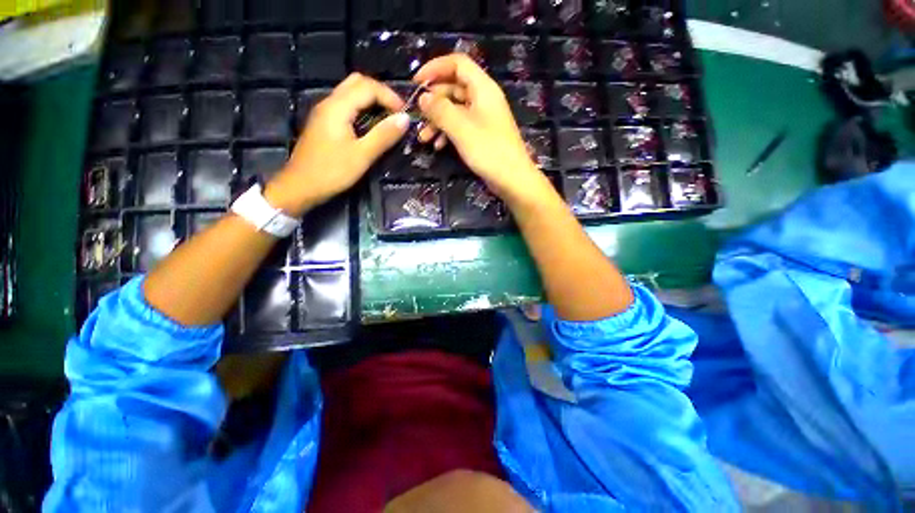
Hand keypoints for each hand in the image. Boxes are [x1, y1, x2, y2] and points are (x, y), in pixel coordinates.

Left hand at [264, 73, 409, 216]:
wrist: (301, 186)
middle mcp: (329, 102)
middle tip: (396, 112)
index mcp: (338, 107)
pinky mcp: (324, 122)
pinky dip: (362, 108)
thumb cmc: (332, 171)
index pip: (368, 87)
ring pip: (350, 92)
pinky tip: (371, 125)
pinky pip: (346, 105)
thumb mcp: (362, 155)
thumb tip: (405, 119)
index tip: (405, 114)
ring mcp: (325, 112)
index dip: (390, 97)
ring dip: (372, 100)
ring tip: (388, 118)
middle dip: (380, 93)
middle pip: (357, 82)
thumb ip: (384, 135)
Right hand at [413, 54, 551, 205]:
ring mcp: (483, 118)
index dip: (435, 68)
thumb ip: (440, 110)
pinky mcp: (482, 135)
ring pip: (455, 110)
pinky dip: (448, 133)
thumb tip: (423, 97)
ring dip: (437, 121)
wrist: (512, 179)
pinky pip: (461, 127)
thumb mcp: (461, 128)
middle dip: (433, 102)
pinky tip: (438, 146)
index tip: (416, 83)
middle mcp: (483, 99)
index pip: (458, 63)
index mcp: (483, 88)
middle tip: (417, 116)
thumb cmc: (489, 151)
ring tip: (423, 138)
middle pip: (454, 88)